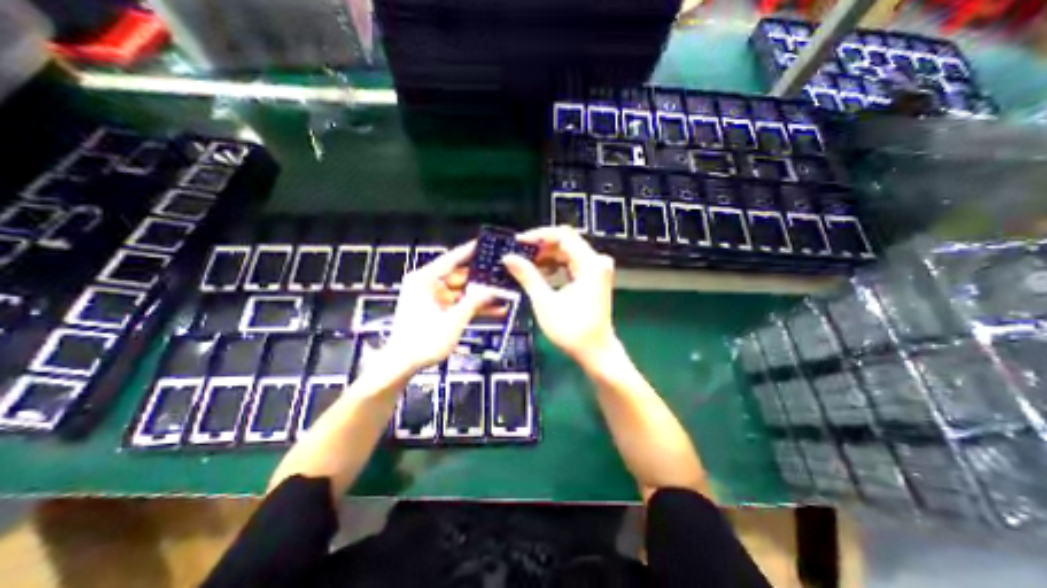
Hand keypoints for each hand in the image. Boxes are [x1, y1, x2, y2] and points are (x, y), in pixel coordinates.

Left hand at [384, 242, 495, 372]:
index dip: (470, 251)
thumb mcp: (453, 320)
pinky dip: (473, 306)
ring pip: (462, 291)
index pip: (451, 259)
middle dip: (481, 279)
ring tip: (503, 294)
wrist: (403, 364)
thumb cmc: (422, 341)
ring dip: (480, 295)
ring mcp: (432, 298)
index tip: (486, 244)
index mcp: (424, 280)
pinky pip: (458, 303)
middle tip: (501, 275)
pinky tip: (494, 309)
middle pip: (460, 276)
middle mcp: (427, 285)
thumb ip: (474, 302)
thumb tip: (491, 290)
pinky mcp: (437, 309)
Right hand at [500, 224, 614, 367]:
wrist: (596, 352)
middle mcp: (597, 261)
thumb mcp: (545, 301)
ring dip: (547, 257)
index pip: (563, 236)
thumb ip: (527, 276)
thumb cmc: (571, 329)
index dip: (538, 236)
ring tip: (526, 265)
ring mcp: (597, 270)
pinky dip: (556, 266)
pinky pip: (572, 263)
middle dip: (541, 247)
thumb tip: (508, 258)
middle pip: (566, 242)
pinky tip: (541, 273)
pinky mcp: (594, 278)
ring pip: (568, 252)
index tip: (518, 242)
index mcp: (590, 263)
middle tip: (519, 254)